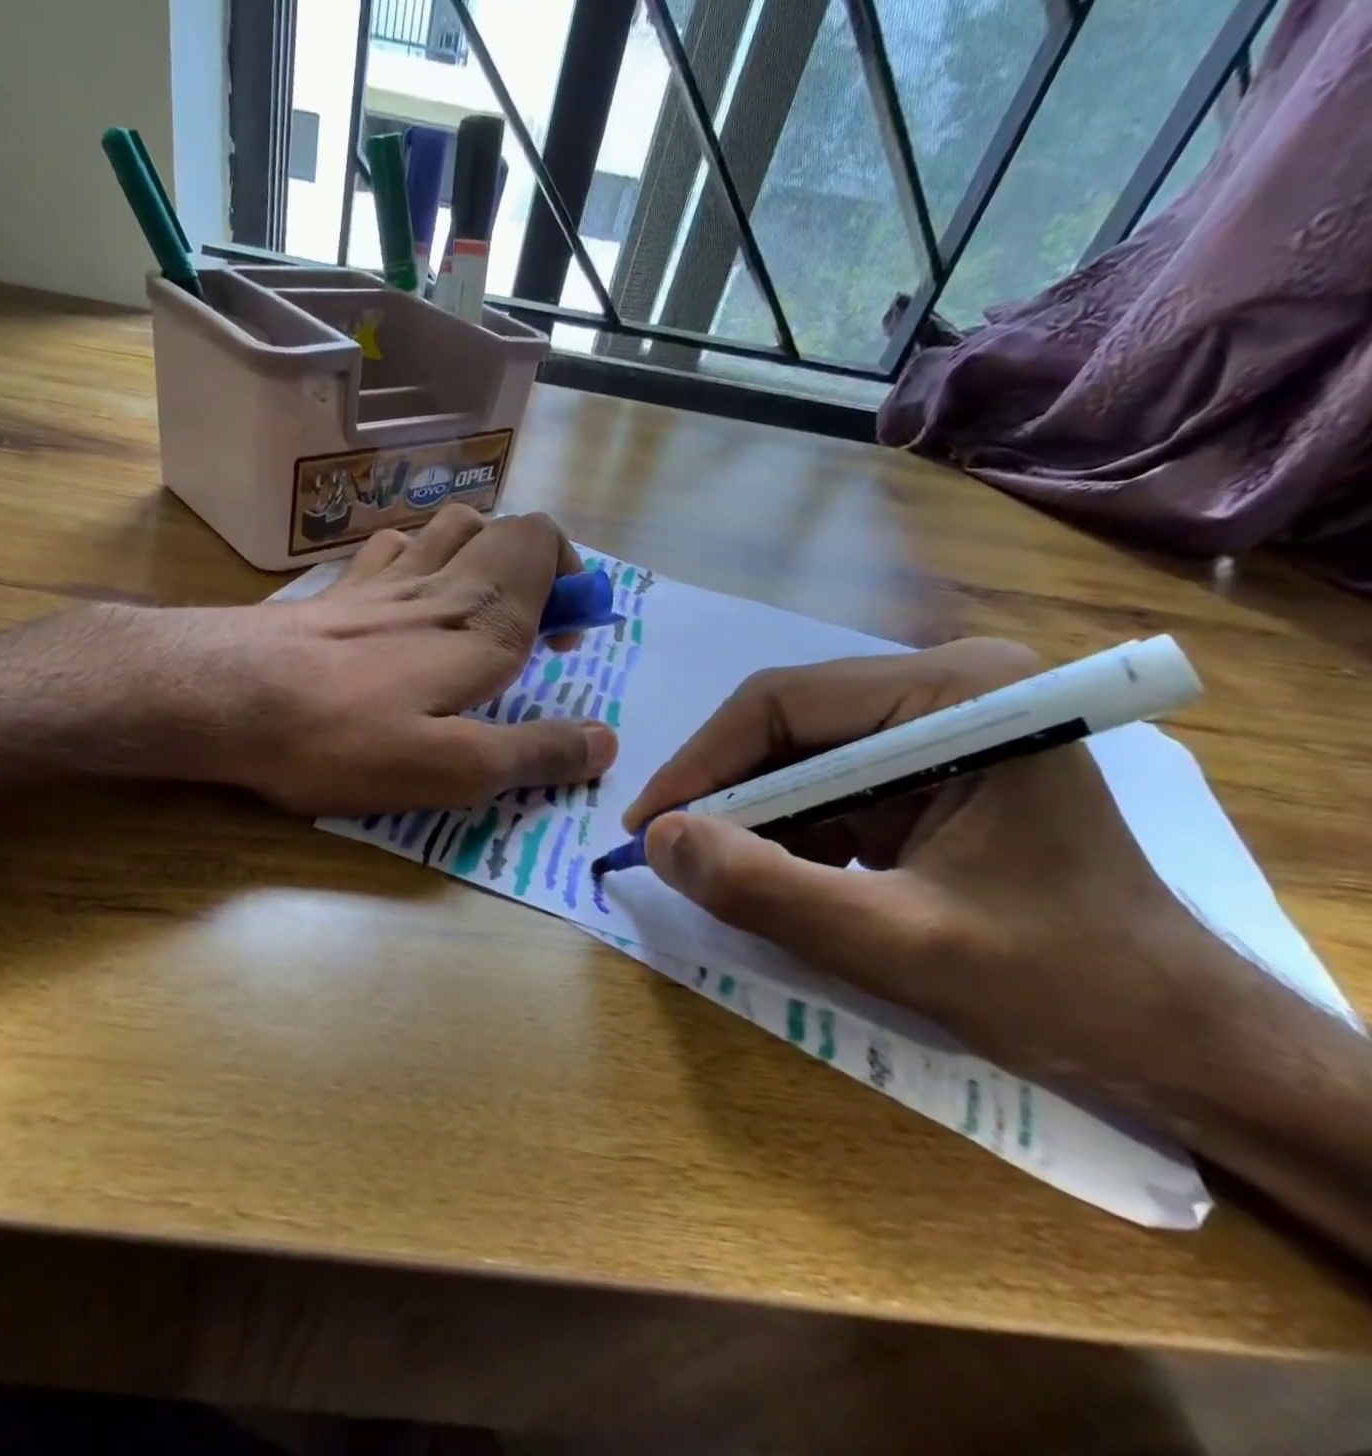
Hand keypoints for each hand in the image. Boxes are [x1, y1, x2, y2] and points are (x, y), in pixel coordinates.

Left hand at [219, 505, 618, 815]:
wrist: (224, 698)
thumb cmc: (342, 738)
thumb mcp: (452, 770)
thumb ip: (534, 752)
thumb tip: (606, 742)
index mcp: (480, 620)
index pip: (544, 544)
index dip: (571, 579)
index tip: (566, 640)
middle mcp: (438, 582)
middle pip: (502, 528)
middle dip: (533, 568)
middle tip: (527, 632)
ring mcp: (381, 579)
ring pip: (448, 526)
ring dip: (478, 553)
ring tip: (474, 609)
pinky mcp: (337, 592)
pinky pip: (392, 546)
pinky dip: (416, 556)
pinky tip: (405, 595)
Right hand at [624, 639, 1252, 1091]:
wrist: (1171, 1034)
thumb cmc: (1061, 986)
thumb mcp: (897, 945)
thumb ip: (767, 890)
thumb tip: (659, 839)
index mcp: (963, 694)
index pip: (781, 702)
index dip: (699, 764)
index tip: (647, 827)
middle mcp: (947, 687)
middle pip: (783, 723)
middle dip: (724, 793)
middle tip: (673, 854)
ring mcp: (937, 724)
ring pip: (793, 755)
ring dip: (751, 817)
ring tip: (726, 874)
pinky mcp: (925, 766)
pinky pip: (820, 784)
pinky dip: (785, 831)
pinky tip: (785, 878)